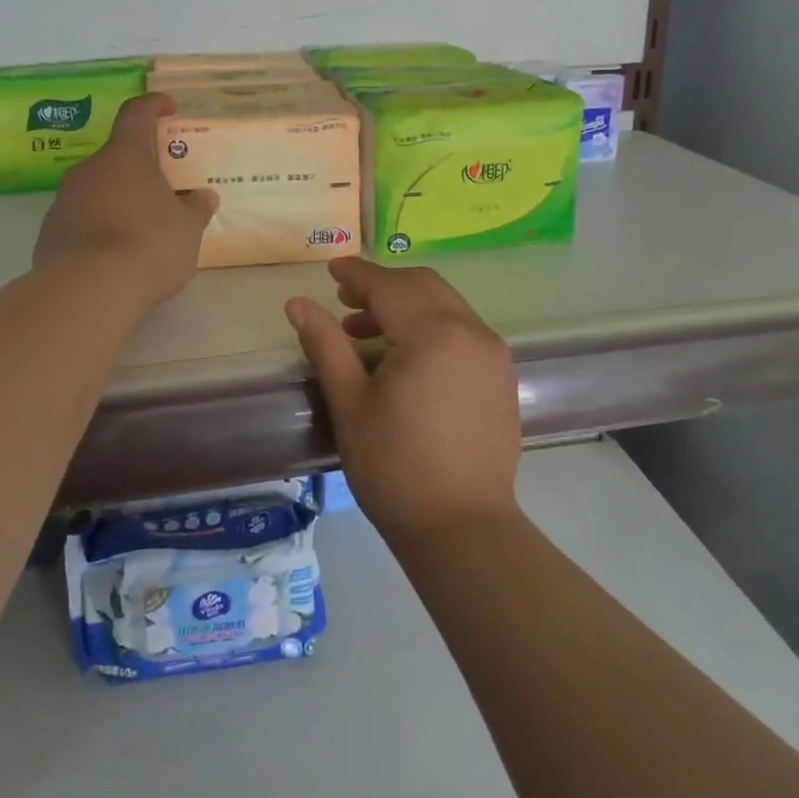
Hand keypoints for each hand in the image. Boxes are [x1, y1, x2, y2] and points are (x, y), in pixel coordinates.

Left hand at [33, 94, 217, 308]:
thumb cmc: (149, 245)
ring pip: (96, 189)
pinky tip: (114, 255)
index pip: (137, 114)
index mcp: (127, 156)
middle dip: (139, 169)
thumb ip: (196, 208)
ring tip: (140, 229)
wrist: (88, 290)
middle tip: (162, 190)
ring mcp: (64, 199)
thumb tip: (204, 196)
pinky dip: (98, 227)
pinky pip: (80, 219)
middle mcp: (90, 169)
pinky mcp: (49, 232)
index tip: (168, 108)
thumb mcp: (187, 229)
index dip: (153, 105)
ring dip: (117, 200)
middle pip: (116, 157)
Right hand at [285, 258, 521, 542]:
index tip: (331, 269)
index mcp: (433, 333)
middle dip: (383, 285)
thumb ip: (326, 345)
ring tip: (367, 334)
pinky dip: (433, 326)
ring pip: (446, 305)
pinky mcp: (502, 376)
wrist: (462, 528)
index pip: (389, 285)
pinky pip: (464, 330)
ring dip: (407, 305)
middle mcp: (471, 331)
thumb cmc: (395, 468)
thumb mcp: (350, 404)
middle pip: (423, 286)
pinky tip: (408, 357)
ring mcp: (493, 353)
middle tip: (345, 302)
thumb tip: (297, 302)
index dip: (357, 274)